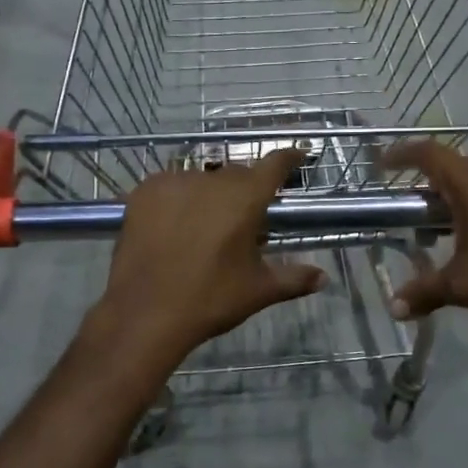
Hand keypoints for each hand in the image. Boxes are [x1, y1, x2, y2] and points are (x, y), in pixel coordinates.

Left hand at [99, 150, 325, 361]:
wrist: (146, 312)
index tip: (298, 155)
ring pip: (201, 180)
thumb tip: (323, 277)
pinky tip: (174, 223)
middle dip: (245, 190)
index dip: (288, 158)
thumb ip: (294, 278)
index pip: (274, 164)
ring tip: (205, 226)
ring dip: (210, 195)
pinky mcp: (144, 192)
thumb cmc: (210, 299)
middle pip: (237, 174)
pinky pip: (170, 185)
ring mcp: (174, 182)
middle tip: (246, 218)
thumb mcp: (259, 290)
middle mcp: (211, 180)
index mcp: (245, 198)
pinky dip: (178, 198)